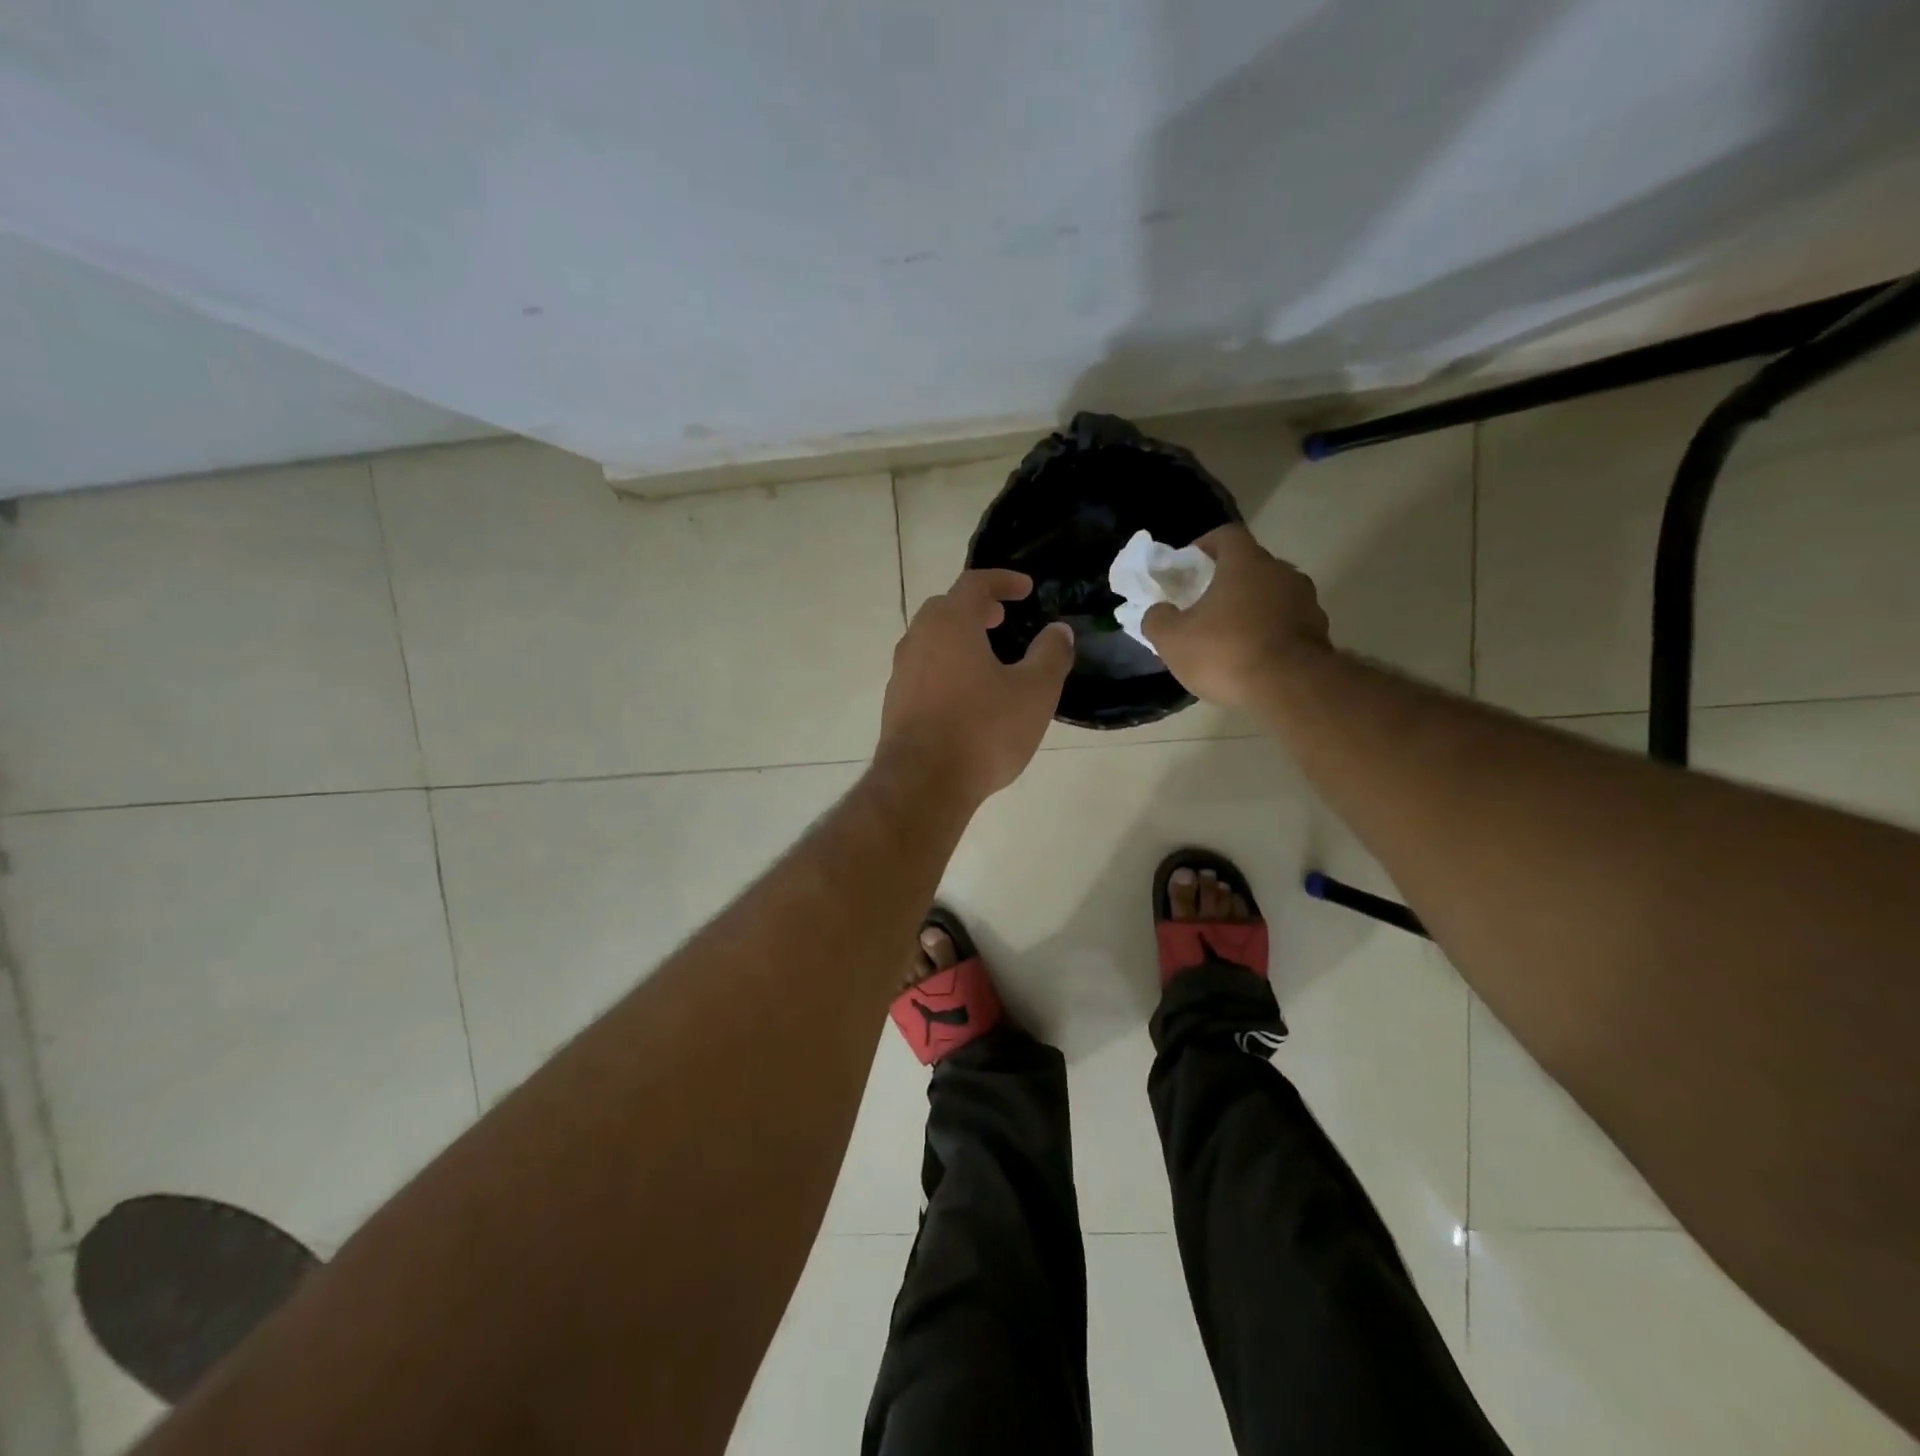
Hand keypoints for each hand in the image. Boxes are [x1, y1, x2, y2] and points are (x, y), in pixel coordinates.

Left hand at [877, 569, 1074, 804]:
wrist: (923, 784)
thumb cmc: (983, 731)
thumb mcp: (1034, 693)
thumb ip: (1051, 655)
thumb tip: (1058, 631)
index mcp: (951, 624)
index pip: (975, 584)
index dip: (1003, 580)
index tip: (1026, 588)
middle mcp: (919, 639)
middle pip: (946, 608)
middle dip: (976, 607)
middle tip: (1002, 619)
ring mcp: (902, 672)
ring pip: (930, 639)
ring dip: (959, 637)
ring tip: (987, 655)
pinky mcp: (895, 702)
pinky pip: (923, 669)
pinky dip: (946, 664)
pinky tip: (965, 693)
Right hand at [1141, 525, 1329, 707]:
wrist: (1291, 688)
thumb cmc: (1226, 652)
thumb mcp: (1172, 639)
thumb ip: (1157, 619)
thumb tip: (1158, 611)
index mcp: (1246, 563)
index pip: (1226, 535)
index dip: (1204, 546)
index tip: (1189, 566)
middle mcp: (1281, 572)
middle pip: (1250, 566)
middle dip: (1226, 582)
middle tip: (1203, 605)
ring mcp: (1306, 602)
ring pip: (1271, 596)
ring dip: (1250, 609)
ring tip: (1228, 637)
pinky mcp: (1319, 633)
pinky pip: (1286, 624)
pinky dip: (1269, 633)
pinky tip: (1252, 658)